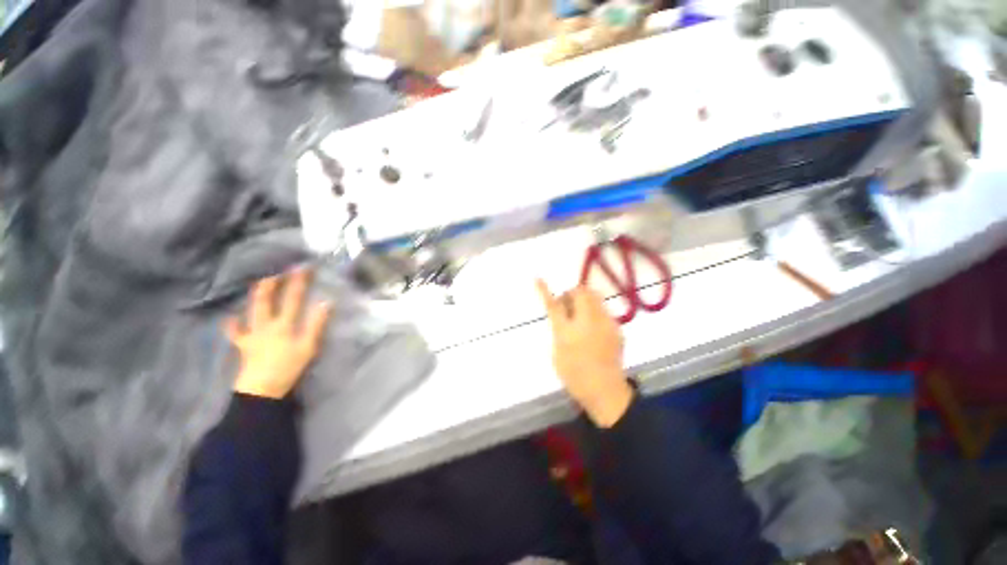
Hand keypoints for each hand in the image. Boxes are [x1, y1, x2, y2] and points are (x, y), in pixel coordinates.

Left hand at [225, 268, 332, 398]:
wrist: (261, 390)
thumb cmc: (288, 367)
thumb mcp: (309, 346)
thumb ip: (316, 324)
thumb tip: (325, 302)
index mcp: (283, 323)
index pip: (293, 297)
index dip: (299, 281)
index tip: (304, 266)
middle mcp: (265, 324)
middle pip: (266, 298)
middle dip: (272, 282)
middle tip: (278, 270)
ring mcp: (251, 333)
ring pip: (250, 309)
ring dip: (255, 295)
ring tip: (260, 283)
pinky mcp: (243, 345)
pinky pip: (235, 332)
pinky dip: (232, 324)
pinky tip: (230, 318)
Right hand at [536, 280, 633, 427]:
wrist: (605, 391)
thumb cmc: (575, 375)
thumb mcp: (558, 352)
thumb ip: (558, 329)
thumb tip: (562, 314)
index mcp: (568, 331)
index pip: (554, 305)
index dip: (545, 291)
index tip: (538, 278)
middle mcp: (588, 322)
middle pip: (581, 292)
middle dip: (572, 293)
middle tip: (567, 307)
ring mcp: (606, 323)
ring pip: (595, 298)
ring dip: (585, 301)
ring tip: (581, 317)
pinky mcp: (617, 328)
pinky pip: (603, 310)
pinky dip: (595, 312)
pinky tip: (594, 329)